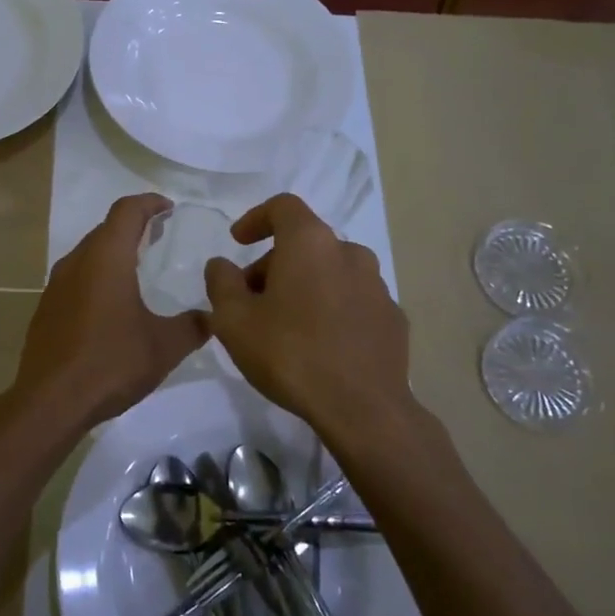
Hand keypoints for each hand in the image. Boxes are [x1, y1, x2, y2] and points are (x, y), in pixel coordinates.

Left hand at [10, 194, 207, 436]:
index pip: (127, 211)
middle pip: (105, 229)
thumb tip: (213, 316)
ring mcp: (56, 285)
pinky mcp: (46, 309)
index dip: (149, 203)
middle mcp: (77, 262)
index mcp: (106, 258)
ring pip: (88, 253)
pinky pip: (76, 278)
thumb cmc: (111, 363)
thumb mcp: (165, 346)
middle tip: (159, 236)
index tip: (168, 208)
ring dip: (113, 251)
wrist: (50, 402)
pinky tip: (111, 304)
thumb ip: (193, 326)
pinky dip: (97, 276)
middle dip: (133, 226)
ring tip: (138, 267)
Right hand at [204, 194, 410, 426]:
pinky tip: (319, 343)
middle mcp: (349, 253)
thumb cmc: (290, 354)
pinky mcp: (392, 318)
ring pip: (331, 271)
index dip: (256, 218)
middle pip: (305, 243)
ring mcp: (377, 286)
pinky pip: (353, 300)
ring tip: (284, 323)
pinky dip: (331, 308)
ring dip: (304, 285)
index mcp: (310, 243)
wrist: (363, 408)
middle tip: (251, 299)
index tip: (238, 242)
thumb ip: (221, 283)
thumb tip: (221, 265)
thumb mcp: (233, 320)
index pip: (283, 207)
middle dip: (274, 263)